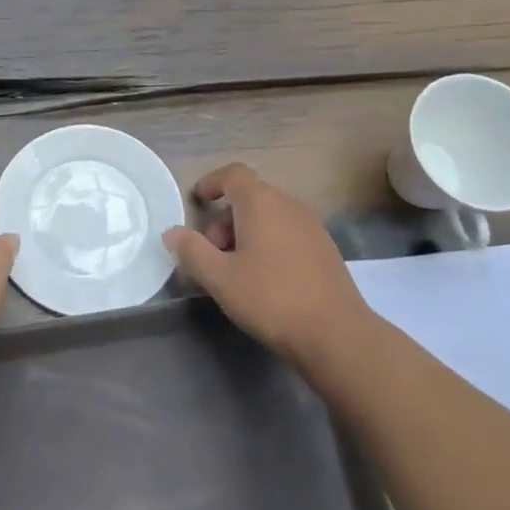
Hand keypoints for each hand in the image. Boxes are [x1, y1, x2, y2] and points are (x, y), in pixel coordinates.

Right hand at [162, 163, 364, 361]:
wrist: (336, 334)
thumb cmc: (270, 298)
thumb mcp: (219, 277)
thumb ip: (191, 250)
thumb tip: (172, 232)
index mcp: (261, 203)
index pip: (233, 174)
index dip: (211, 183)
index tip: (196, 202)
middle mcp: (289, 205)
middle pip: (250, 197)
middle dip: (224, 219)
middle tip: (212, 254)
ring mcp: (312, 226)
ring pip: (270, 216)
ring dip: (246, 233)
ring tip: (235, 270)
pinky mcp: (326, 249)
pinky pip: (287, 232)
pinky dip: (268, 243)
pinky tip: (265, 279)